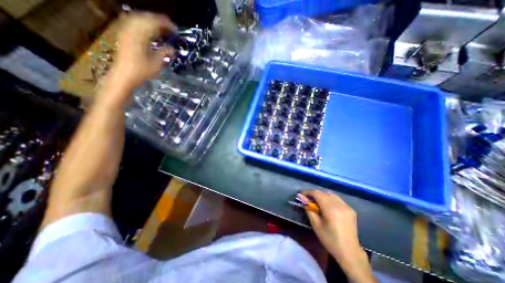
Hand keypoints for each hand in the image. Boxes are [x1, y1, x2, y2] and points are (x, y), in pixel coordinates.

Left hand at [98, 12, 176, 106]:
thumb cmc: (141, 72)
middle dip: (159, 20)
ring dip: (150, 20)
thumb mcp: (156, 64)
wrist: (123, 76)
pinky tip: (148, 28)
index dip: (165, 24)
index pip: (153, 23)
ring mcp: (125, 31)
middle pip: (145, 17)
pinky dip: (142, 23)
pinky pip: (133, 22)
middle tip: (170, 26)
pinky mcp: (123, 35)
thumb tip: (173, 50)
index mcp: (140, 36)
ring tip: (161, 26)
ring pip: (138, 18)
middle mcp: (131, 30)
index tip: (175, 29)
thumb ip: (164, 53)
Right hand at [301, 191, 376, 281]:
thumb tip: (301, 197)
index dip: (308, 192)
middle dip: (314, 194)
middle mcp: (340, 205)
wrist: (350, 252)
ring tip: (317, 202)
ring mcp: (347, 206)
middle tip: (307, 199)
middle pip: (323, 193)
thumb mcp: (316, 224)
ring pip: (330, 194)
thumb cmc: (330, 240)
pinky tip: (327, 206)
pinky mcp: (350, 209)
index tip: (301, 194)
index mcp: (331, 209)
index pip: (317, 194)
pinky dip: (329, 199)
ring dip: (322, 196)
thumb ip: (308, 208)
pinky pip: (337, 199)